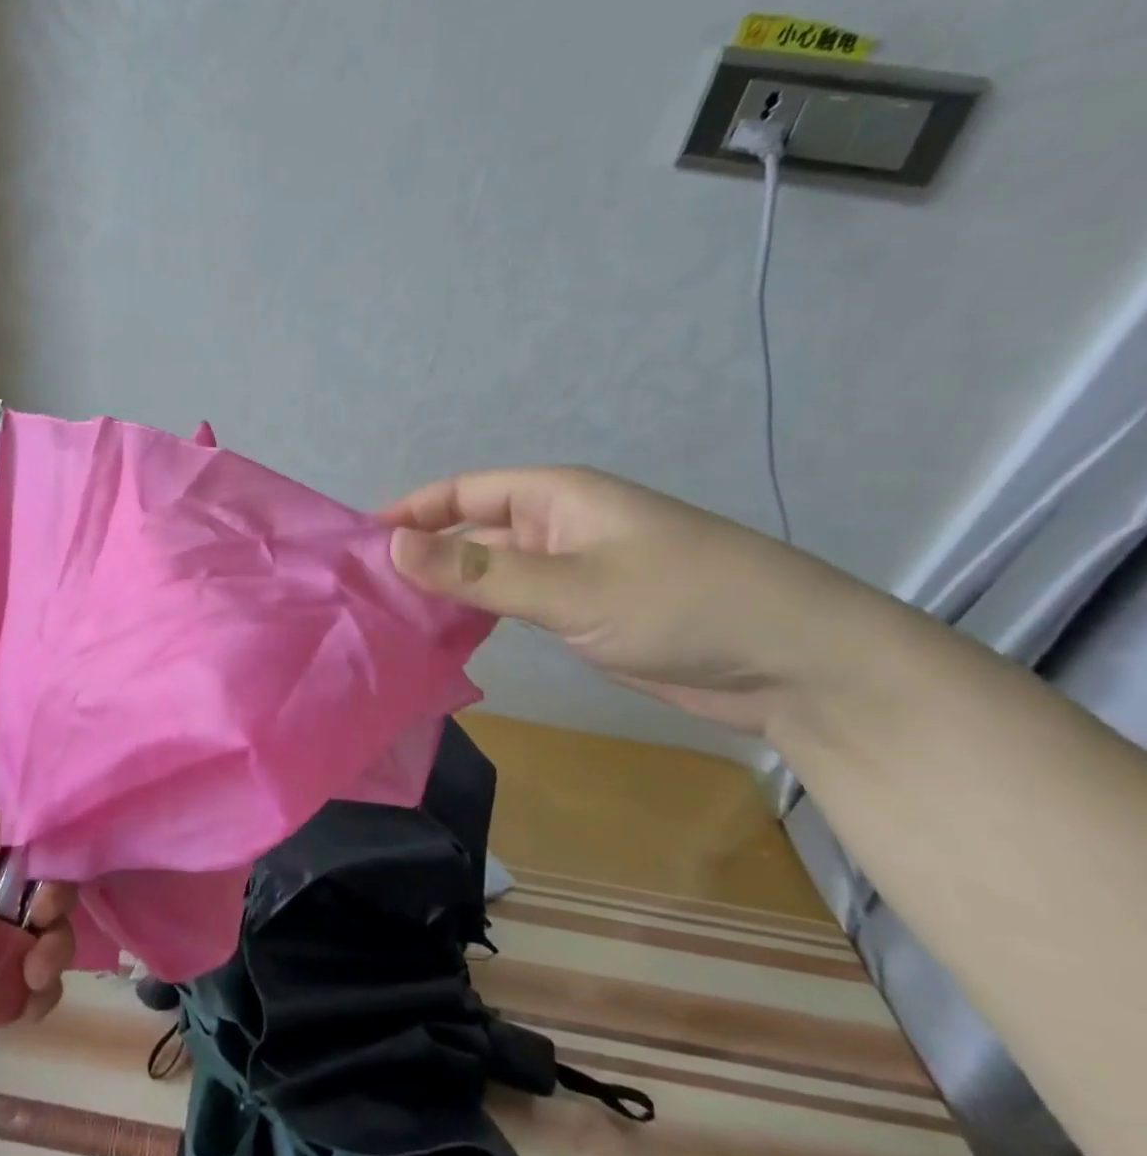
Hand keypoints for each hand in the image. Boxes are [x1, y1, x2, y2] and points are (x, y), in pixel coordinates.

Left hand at [0, 785, 75, 1148]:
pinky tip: (26, 1012)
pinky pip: (24, 985)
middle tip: (42, 937)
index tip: (43, 887)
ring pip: (33, 939)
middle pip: (29, 892)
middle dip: (49, 915)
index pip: (7, 843)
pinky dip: (33, 995)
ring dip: (46, 958)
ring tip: (33, 986)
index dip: (38, 859)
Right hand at [381, 466, 893, 735]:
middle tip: (364, 591)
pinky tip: (443, 640)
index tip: (358, 542)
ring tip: (390, 618)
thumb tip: (390, 545)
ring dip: (446, 591)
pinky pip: (514, 605)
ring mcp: (570, 570)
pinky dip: (478, 617)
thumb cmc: (684, 602)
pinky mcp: (584, 611)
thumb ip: (478, 572)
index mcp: (555, 497)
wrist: (796, 664)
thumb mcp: (571, 587)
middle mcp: (556, 526)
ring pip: (489, 572)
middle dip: (421, 555)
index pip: (463, 492)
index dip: (411, 510)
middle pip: (470, 531)